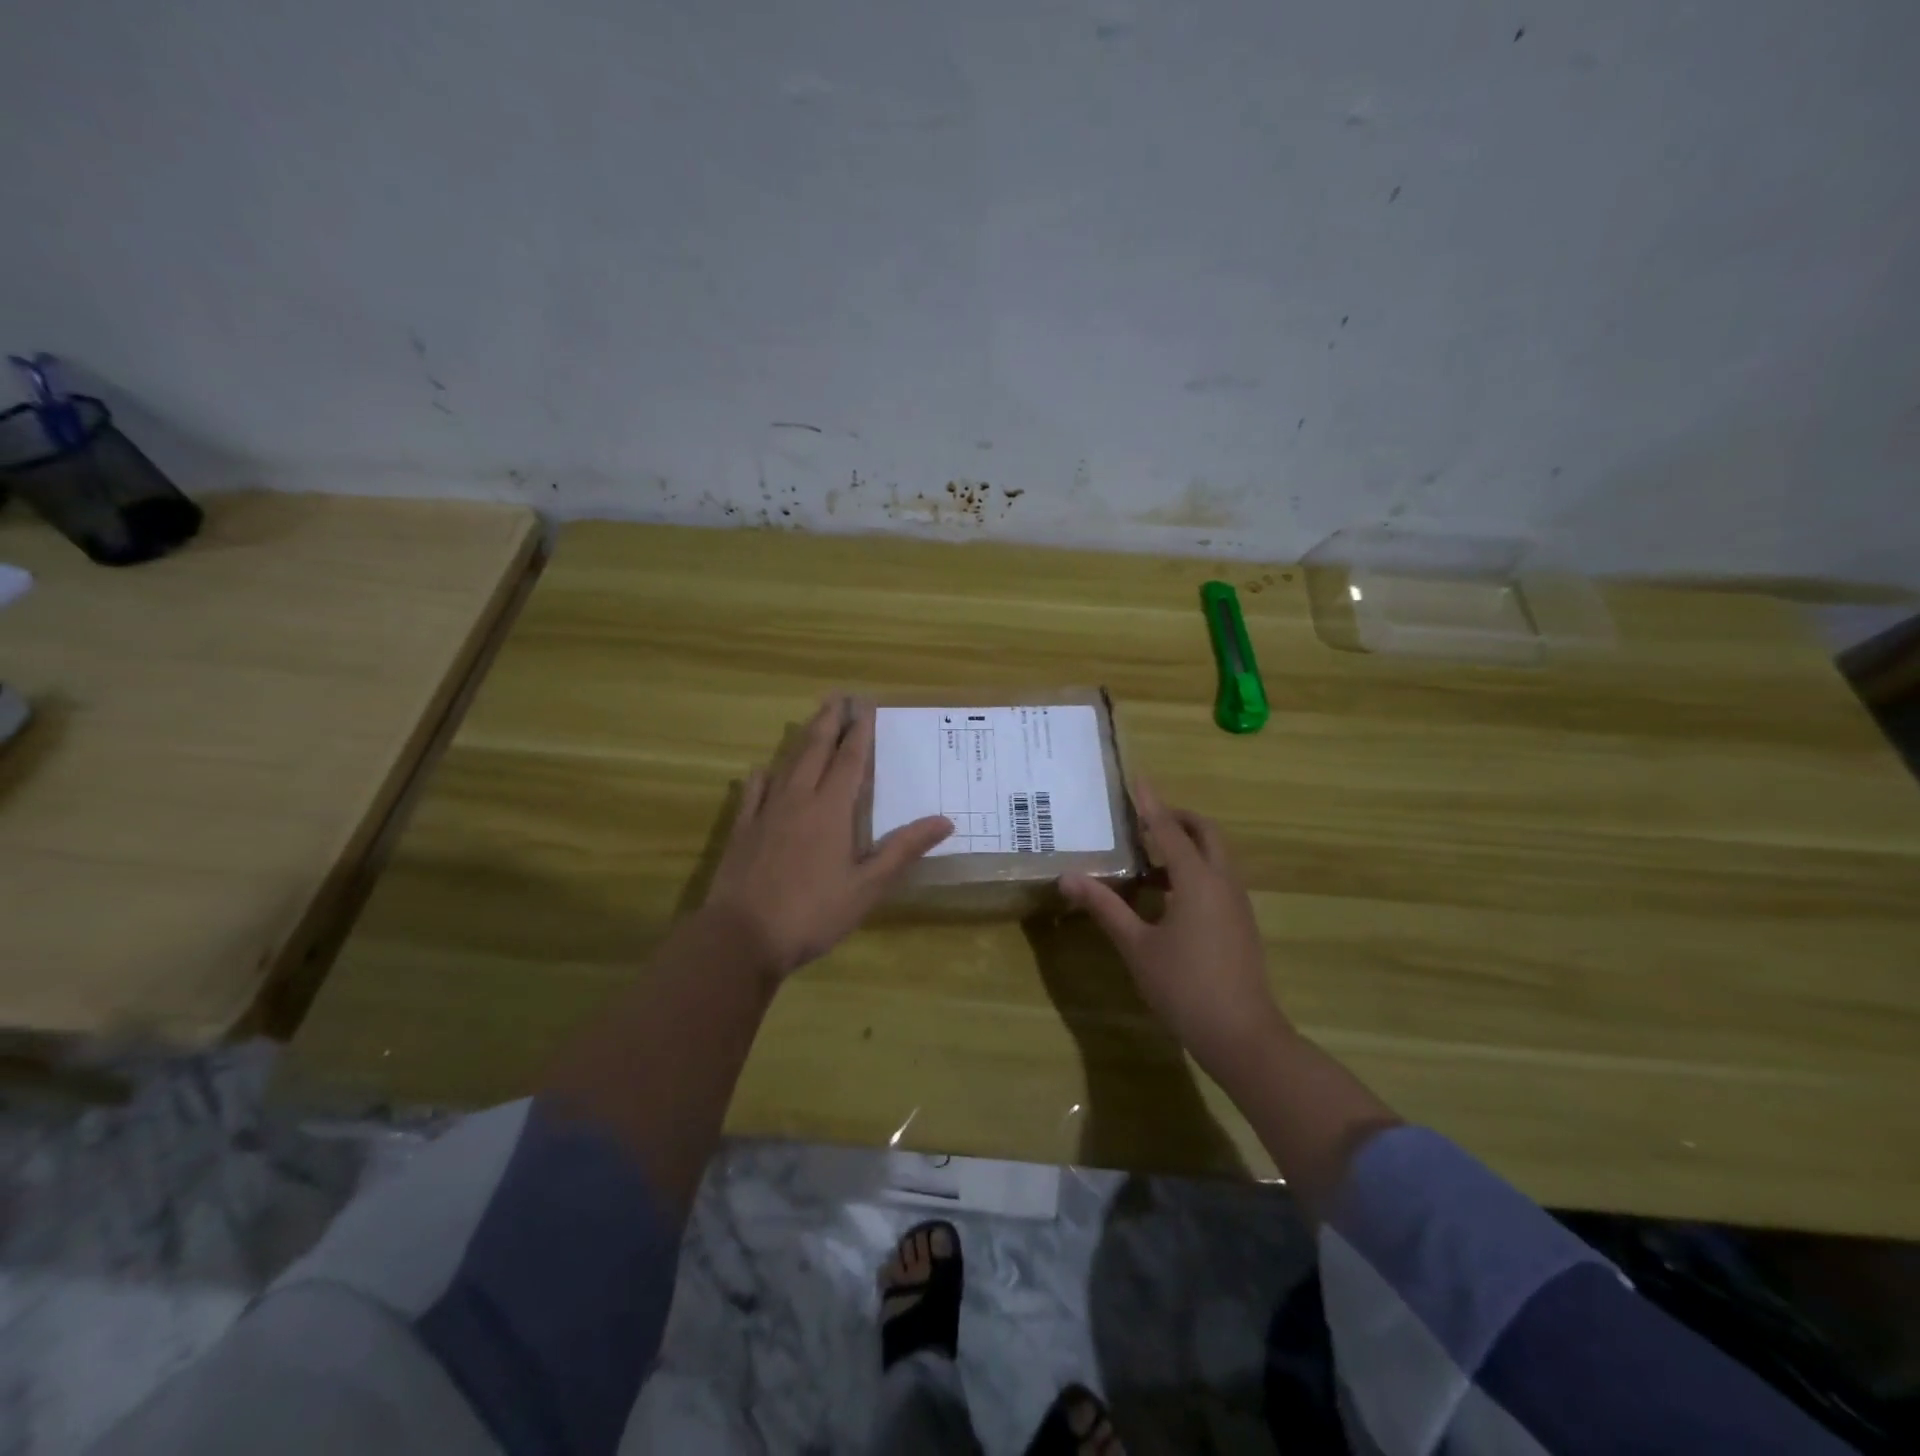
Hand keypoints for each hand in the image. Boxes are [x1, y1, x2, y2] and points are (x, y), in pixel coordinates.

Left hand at [705, 697, 951, 979]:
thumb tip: (945, 820)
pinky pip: (753, 793)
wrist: (741, 937)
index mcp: (831, 810)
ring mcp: (766, 813)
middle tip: (838, 696)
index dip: (860, 731)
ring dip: (801, 740)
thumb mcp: (867, 887)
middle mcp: (798, 800)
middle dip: (829, 722)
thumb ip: (903, 850)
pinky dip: (763, 777)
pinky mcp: (742, 831)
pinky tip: (762, 770)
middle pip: (816, 750)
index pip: (850, 760)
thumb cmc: (812, 913)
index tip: (865, 704)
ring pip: (786, 765)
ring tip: (811, 721)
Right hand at [1058, 780, 1285, 1077]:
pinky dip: (1194, 870)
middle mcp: (1222, 882)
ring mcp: (1236, 902)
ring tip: (1148, 858)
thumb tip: (1068, 877)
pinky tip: (1167, 895)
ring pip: (1216, 856)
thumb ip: (1104, 907)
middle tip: (1145, 819)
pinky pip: (1218, 878)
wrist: (1242, 1035)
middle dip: (1177, 818)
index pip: (1168, 829)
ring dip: (1187, 845)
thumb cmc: (1184, 986)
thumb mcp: (1136, 946)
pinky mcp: (1240, 922)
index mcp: (1197, 880)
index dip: (1150, 803)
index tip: (1137, 779)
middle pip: (1205, 833)